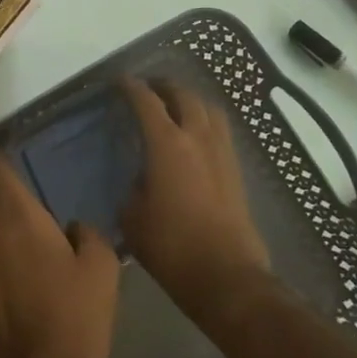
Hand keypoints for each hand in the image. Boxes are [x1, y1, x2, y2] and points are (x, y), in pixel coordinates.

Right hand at [119, 77, 271, 323]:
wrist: (225, 275)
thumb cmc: (171, 246)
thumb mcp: (132, 217)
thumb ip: (133, 189)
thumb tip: (141, 181)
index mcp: (167, 144)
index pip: (146, 102)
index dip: (131, 88)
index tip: (120, 82)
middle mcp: (197, 138)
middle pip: (183, 95)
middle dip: (164, 87)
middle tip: (148, 89)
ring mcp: (221, 152)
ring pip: (209, 109)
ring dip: (190, 100)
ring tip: (175, 106)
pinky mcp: (236, 171)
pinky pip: (220, 130)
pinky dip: (205, 121)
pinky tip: (195, 136)